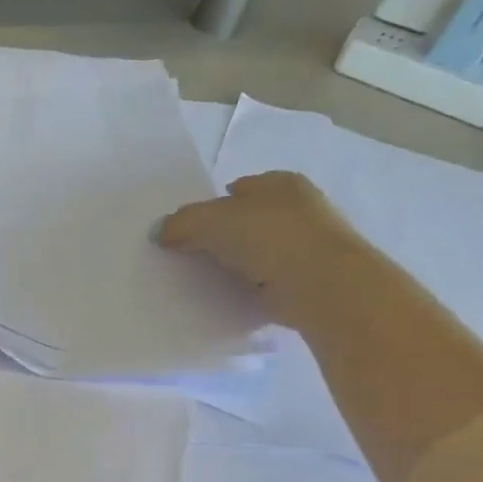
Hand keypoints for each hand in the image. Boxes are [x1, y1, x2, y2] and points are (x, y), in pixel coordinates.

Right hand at [155, 171, 363, 327]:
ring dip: (237, 264)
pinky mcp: (309, 281)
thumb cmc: (270, 237)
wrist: (323, 286)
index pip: (239, 189)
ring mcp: (309, 247)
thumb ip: (181, 223)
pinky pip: (268, 282)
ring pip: (259, 252)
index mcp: (280, 183)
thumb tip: (159, 232)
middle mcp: (300, 209)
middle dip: (224, 235)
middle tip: (190, 254)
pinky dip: (251, 289)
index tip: (187, 229)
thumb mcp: (211, 221)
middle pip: (249, 221)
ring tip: (204, 280)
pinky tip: (229, 298)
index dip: (212, 205)